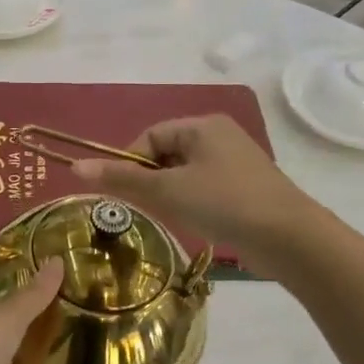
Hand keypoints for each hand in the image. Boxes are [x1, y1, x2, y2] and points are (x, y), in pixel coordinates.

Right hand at [70, 115, 310, 276]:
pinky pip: (205, 187)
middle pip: (167, 153)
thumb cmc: (223, 203)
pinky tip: (194, 222)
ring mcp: (236, 162)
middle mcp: (220, 136)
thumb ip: (122, 178)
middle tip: (144, 208)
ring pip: (185, 173)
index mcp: (202, 125)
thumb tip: (75, 166)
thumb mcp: (167, 190)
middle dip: (150, 179)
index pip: (150, 136)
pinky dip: (192, 202)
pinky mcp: (246, 187)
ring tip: (170, 217)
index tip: (122, 191)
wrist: (288, 237)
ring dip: (170, 193)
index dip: (130, 161)